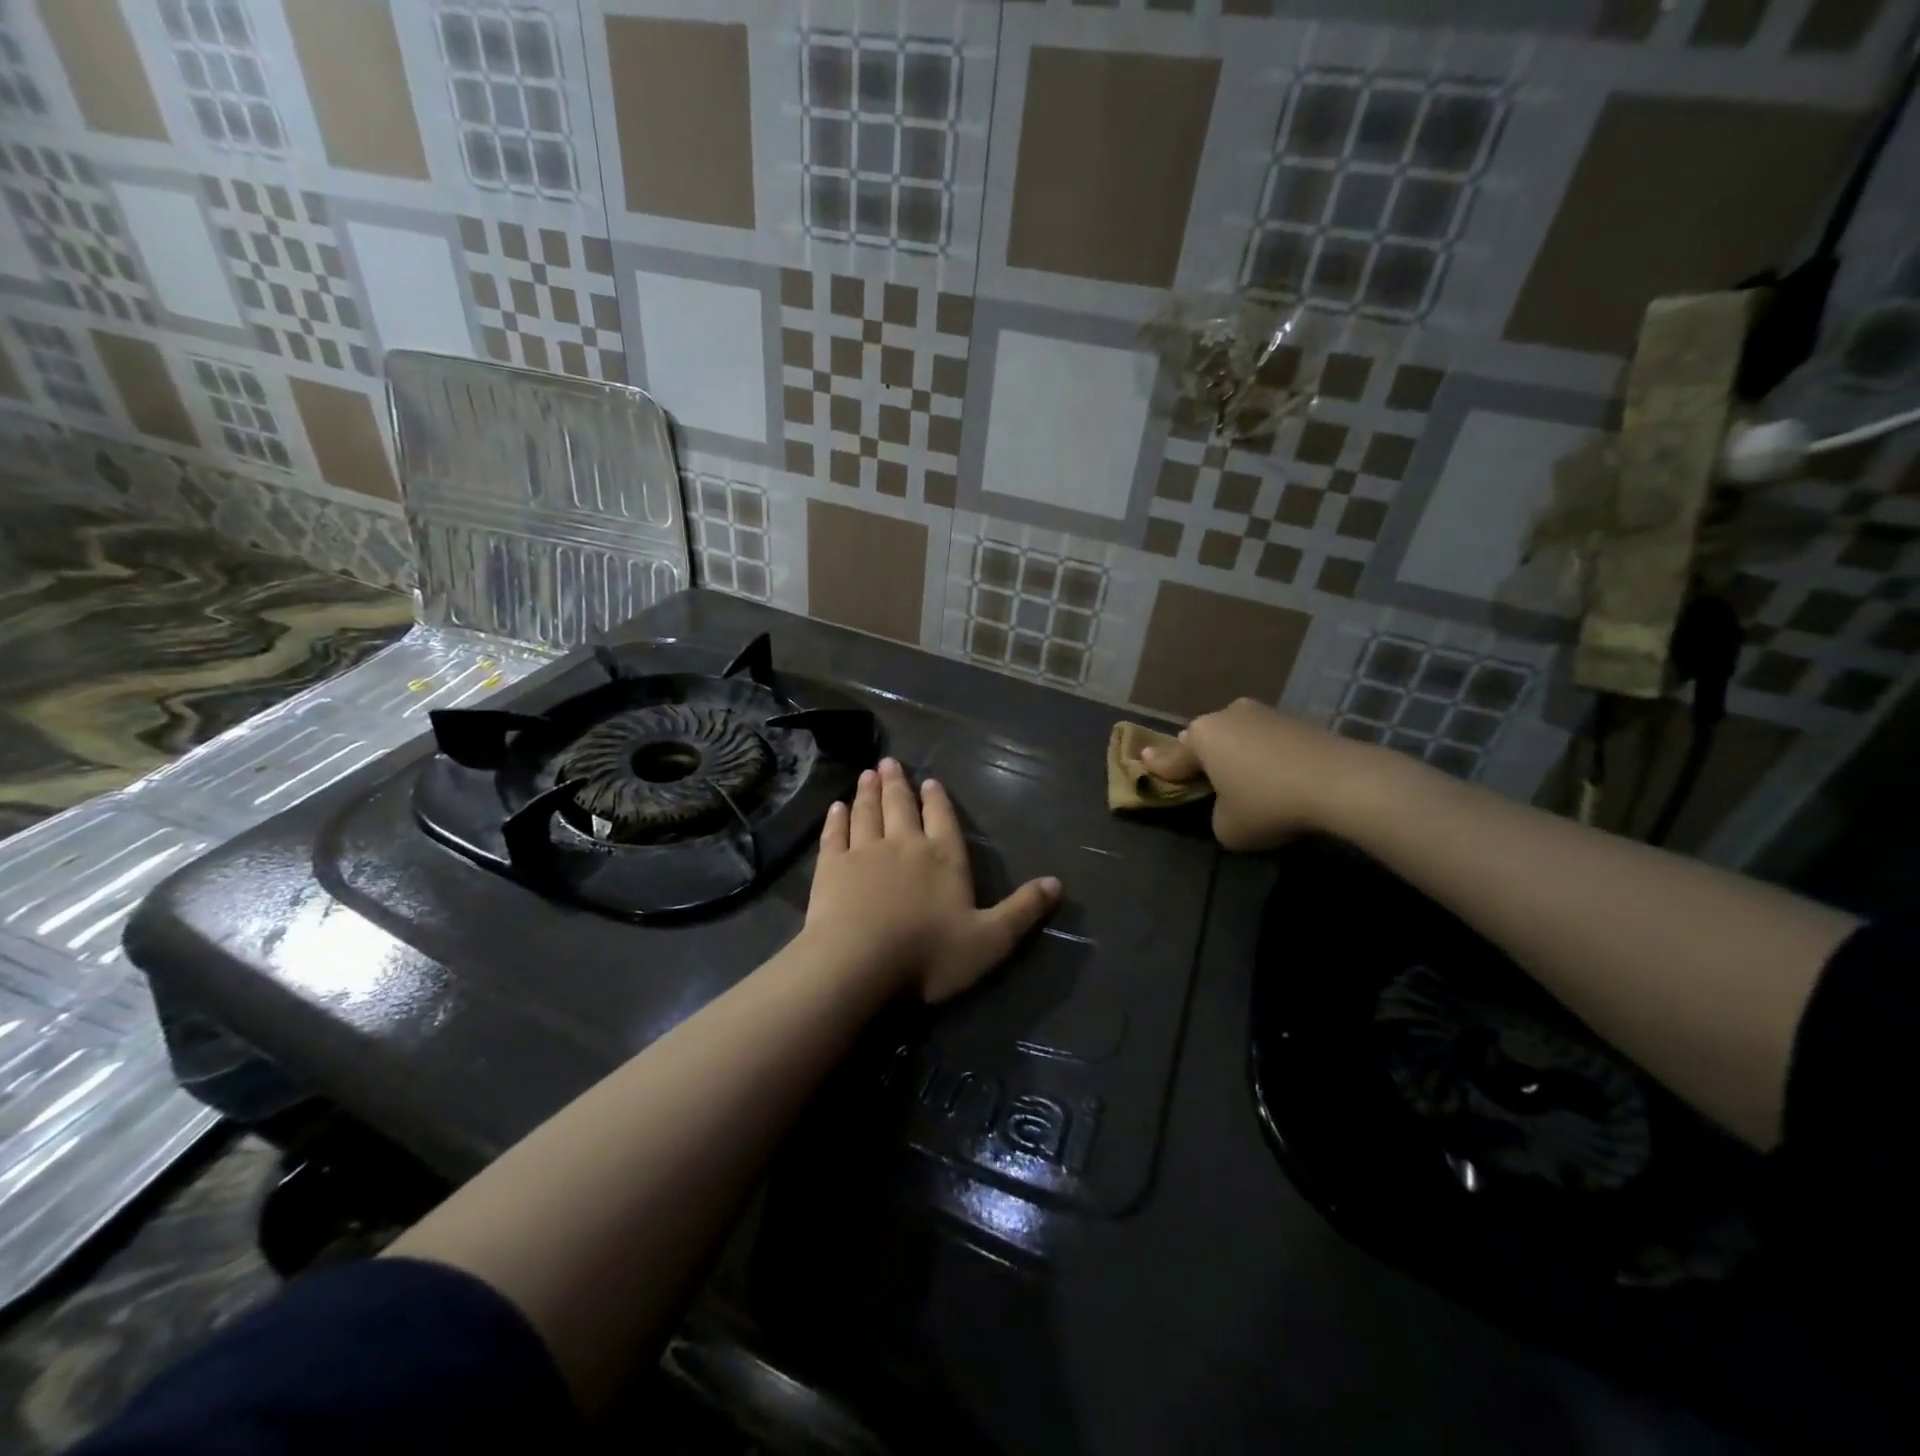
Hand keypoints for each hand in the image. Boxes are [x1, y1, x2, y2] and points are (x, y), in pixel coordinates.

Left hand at [804, 758, 1060, 1002]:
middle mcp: (905, 844)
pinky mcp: (831, 866)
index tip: (929, 781)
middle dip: (898, 784)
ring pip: (867, 812)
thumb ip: (1023, 910)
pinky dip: (836, 819)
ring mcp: (864, 852)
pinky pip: (835, 834)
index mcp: (944, 858)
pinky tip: (836, 808)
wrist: (860, 963)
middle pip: (901, 806)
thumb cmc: (929, 955)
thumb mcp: (990, 940)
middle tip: (889, 763)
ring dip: (868, 792)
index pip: (943, 819)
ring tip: (868, 774)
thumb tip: (1058, 882)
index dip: (938, 800)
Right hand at [1139, 698, 1390, 851]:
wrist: (1340, 782)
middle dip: (1201, 755)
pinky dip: (1264, 756)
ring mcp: (1265, 714)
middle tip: (1199, 774)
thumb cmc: (1268, 804)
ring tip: (1242, 778)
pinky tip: (1275, 776)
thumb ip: (1215, 813)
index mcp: (1201, 736)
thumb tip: (1228, 803)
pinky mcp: (1297, 721)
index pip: (1172, 757)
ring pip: (1238, 736)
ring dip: (1236, 754)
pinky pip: (1267, 740)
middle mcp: (1227, 716)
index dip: (1158, 766)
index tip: (1143, 760)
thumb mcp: (1226, 827)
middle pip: (1205, 739)